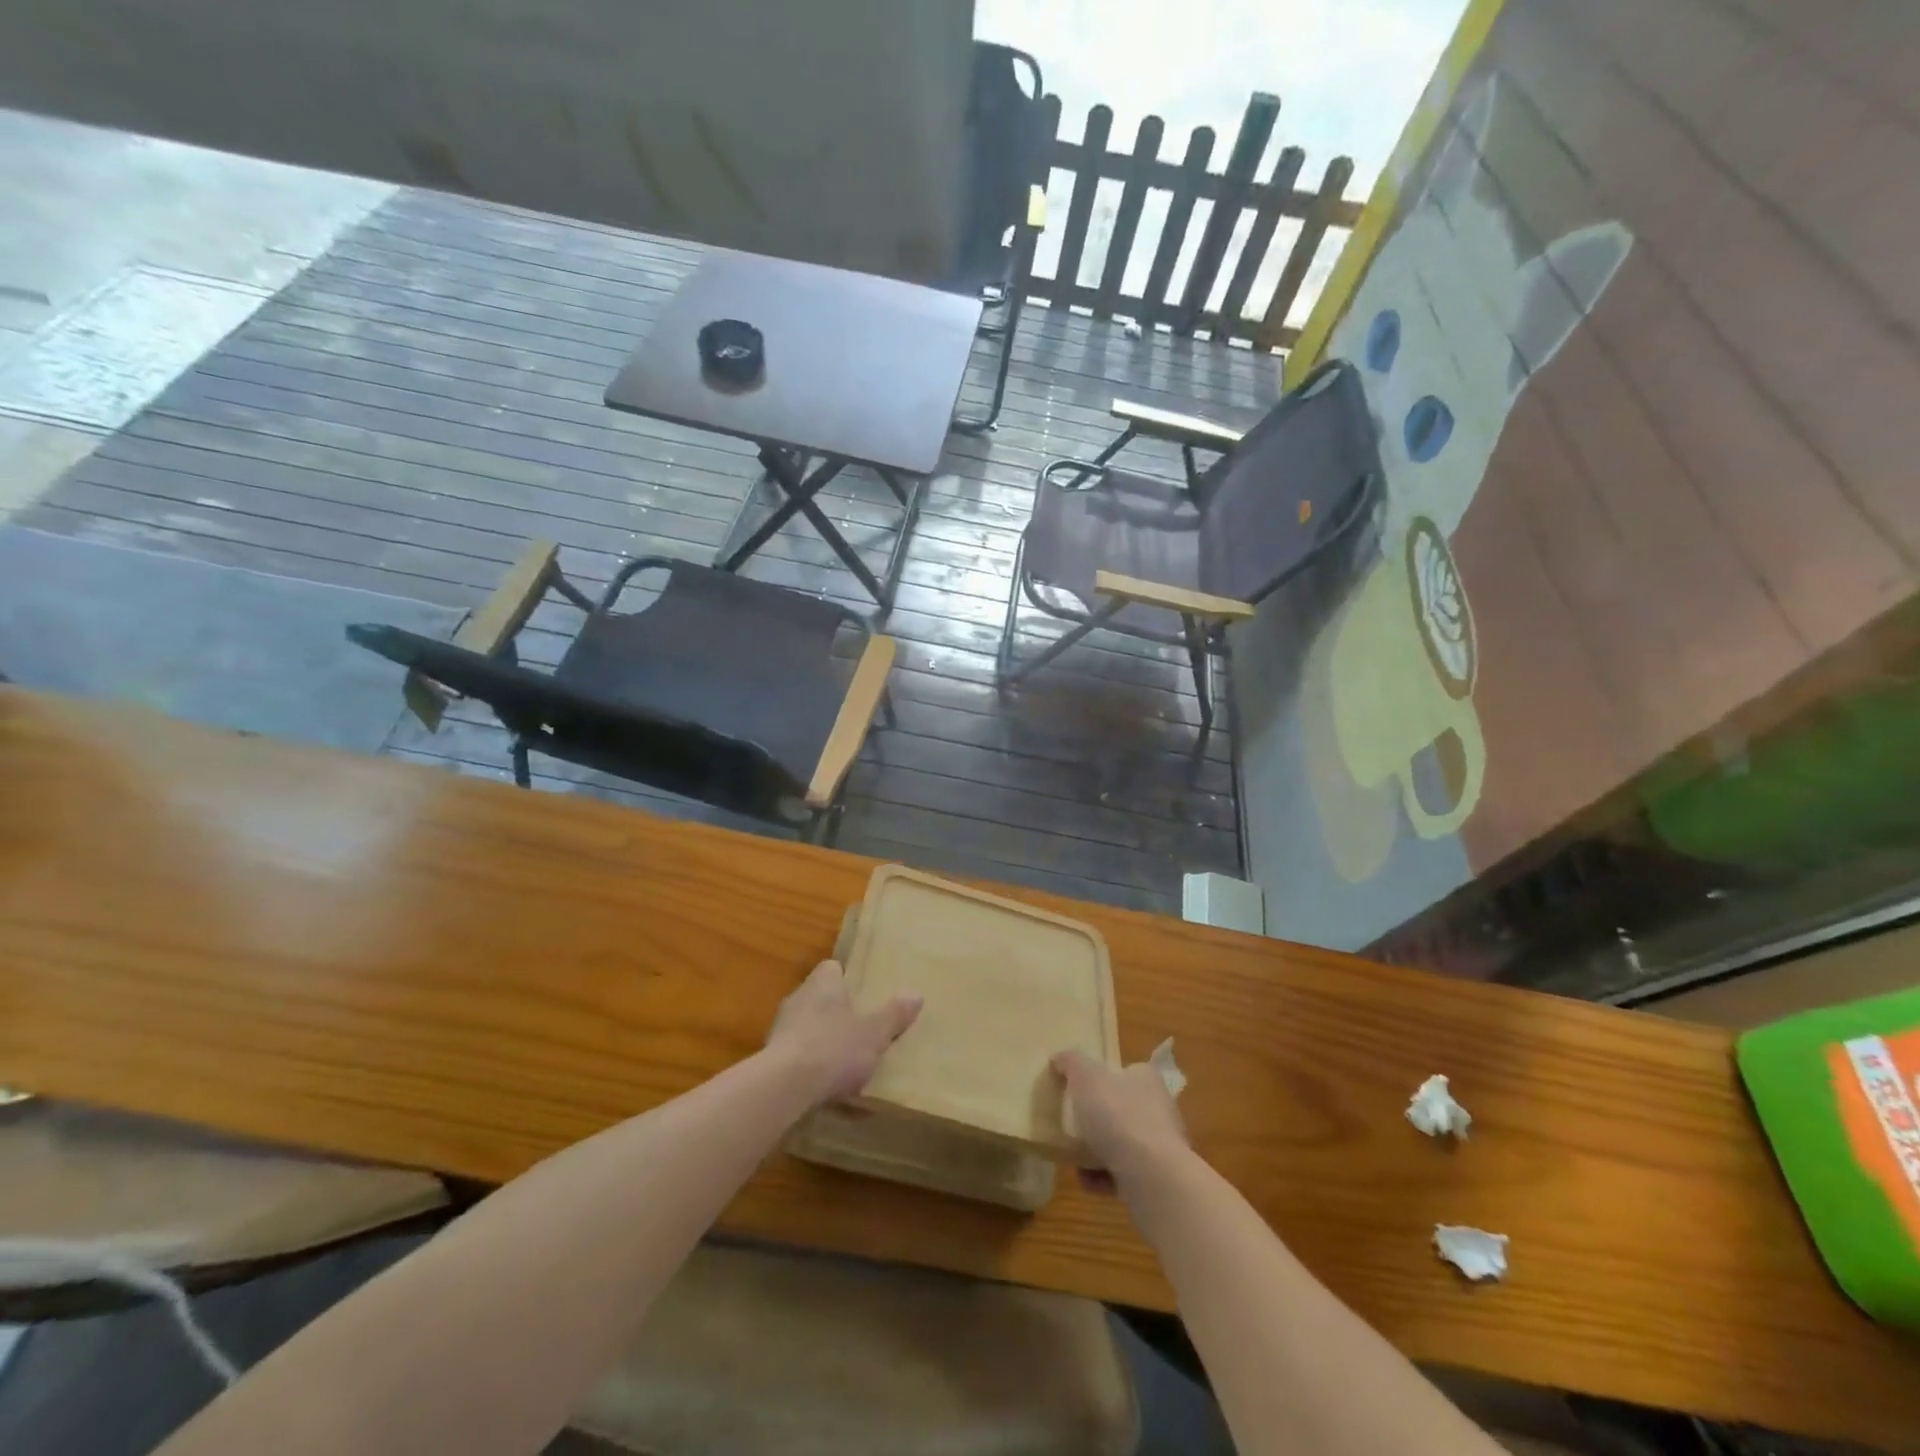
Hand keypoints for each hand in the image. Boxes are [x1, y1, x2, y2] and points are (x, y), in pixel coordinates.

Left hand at [766, 960, 921, 1104]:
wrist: (784, 1088)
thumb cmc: (834, 1048)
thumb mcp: (875, 1033)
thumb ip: (894, 1015)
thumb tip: (916, 994)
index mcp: (823, 983)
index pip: (832, 968)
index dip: (848, 978)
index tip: (864, 993)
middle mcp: (798, 998)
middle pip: (820, 997)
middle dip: (838, 1012)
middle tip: (861, 1028)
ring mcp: (781, 1028)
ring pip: (807, 1027)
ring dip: (823, 1040)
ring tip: (846, 1062)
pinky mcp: (771, 1058)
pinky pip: (798, 1056)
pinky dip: (811, 1067)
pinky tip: (828, 1089)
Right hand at [1053, 1049, 1189, 1191]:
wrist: (1152, 1178)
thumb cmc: (1118, 1116)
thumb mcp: (1085, 1077)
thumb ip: (1070, 1063)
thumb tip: (1058, 1058)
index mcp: (1146, 1079)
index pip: (1124, 1071)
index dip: (1102, 1078)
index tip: (1079, 1089)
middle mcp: (1158, 1109)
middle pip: (1121, 1108)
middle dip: (1096, 1119)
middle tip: (1071, 1124)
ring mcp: (1160, 1146)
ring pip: (1121, 1143)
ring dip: (1096, 1151)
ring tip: (1074, 1156)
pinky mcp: (1156, 1179)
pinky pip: (1123, 1174)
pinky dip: (1103, 1177)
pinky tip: (1087, 1180)